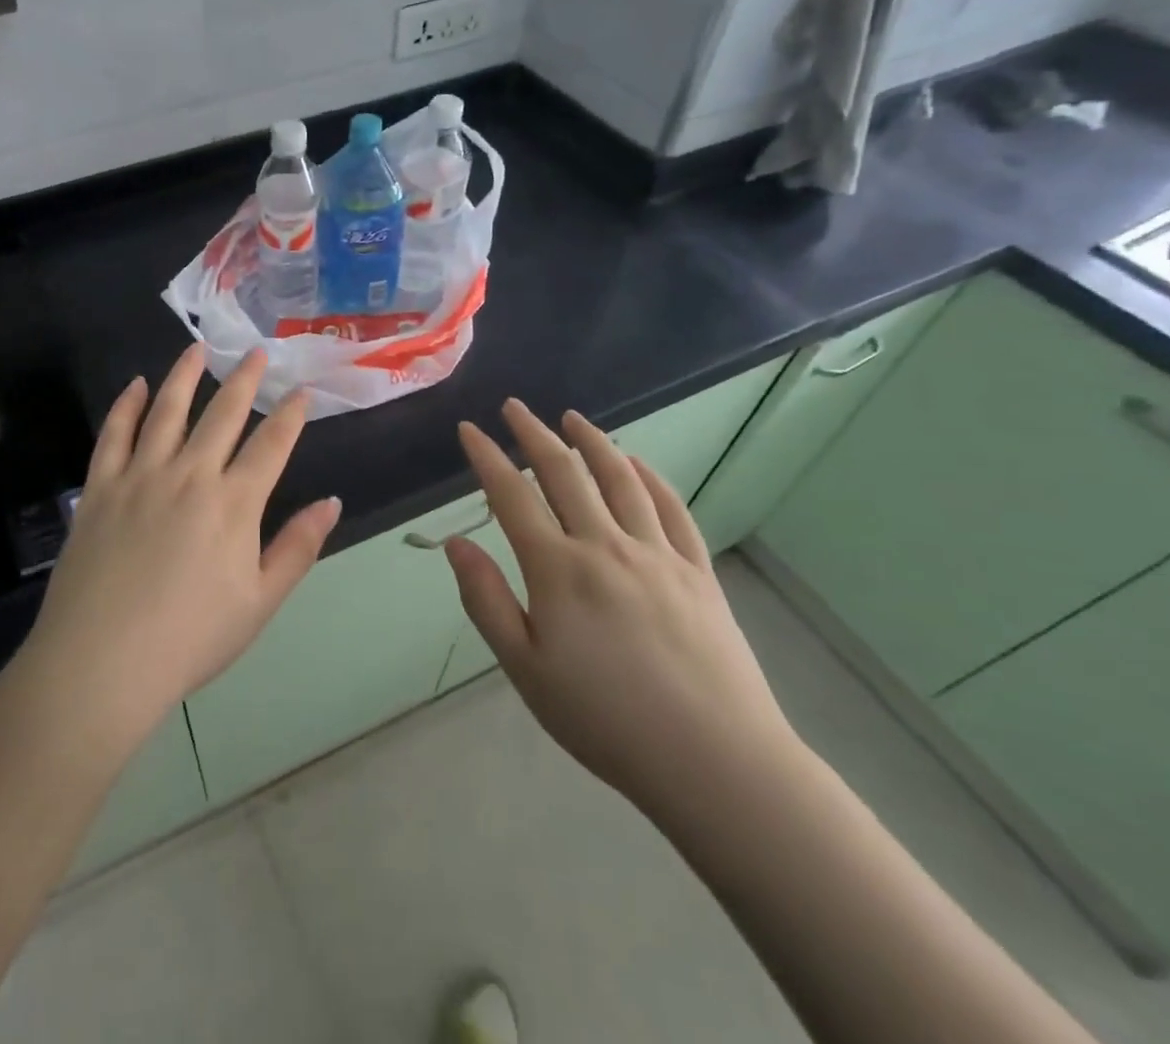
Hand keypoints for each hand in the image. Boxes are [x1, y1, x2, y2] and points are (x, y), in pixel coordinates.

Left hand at [22, 345, 339, 740]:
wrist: (102, 663)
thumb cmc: (190, 639)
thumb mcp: (260, 603)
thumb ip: (297, 547)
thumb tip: (332, 502)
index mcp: (234, 503)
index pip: (271, 444)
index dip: (290, 414)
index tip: (301, 390)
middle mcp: (190, 475)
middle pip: (223, 414)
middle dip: (244, 379)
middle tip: (255, 351)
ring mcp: (141, 476)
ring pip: (167, 410)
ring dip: (185, 375)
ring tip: (197, 349)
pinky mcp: (101, 487)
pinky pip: (115, 433)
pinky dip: (127, 405)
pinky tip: (136, 385)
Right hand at [446, 399, 799, 819]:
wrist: (714, 761)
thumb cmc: (604, 719)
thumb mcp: (525, 668)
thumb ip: (486, 600)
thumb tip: (455, 543)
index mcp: (557, 569)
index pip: (511, 495)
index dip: (486, 457)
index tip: (469, 430)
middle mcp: (605, 545)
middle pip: (564, 473)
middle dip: (534, 434)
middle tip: (515, 407)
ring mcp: (657, 554)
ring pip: (619, 479)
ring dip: (592, 441)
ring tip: (572, 418)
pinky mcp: (697, 571)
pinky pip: (670, 508)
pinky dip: (649, 476)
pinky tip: (636, 462)